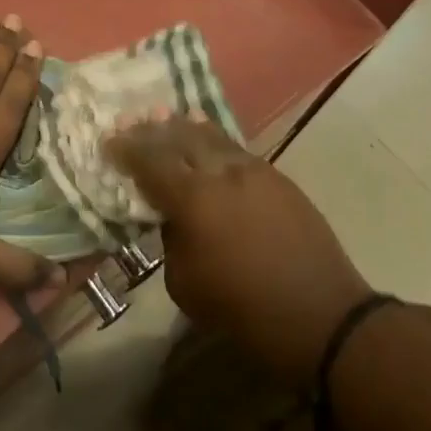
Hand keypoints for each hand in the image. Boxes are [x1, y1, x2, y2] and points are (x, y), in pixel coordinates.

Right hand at [107, 116, 372, 382]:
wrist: (321, 314)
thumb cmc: (244, 310)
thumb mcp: (185, 283)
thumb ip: (170, 239)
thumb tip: (173, 217)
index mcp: (192, 198)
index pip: (149, 161)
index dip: (125, 149)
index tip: (108, 142)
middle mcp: (220, 172)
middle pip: (178, 137)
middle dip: (151, 129)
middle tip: (130, 121)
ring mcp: (252, 169)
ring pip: (210, 135)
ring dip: (183, 126)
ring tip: (165, 117)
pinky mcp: (276, 176)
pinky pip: (234, 147)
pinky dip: (213, 138)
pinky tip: (206, 135)